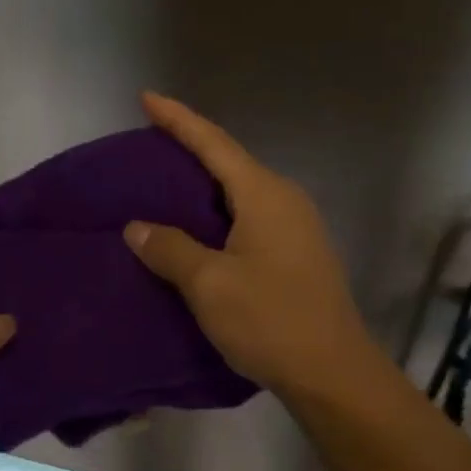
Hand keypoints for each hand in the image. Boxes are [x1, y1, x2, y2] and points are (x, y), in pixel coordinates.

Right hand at [125, 92, 378, 397]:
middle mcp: (285, 200)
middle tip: (148, 148)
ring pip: (241, 193)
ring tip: (165, 189)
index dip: (178, 120)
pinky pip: (250, 218)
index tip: (146, 98)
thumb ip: (171, 249)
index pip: (214, 143)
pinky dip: (219, 215)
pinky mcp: (298, 254)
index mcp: (264, 195)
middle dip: (190, 151)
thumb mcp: (210, 284)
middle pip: (230, 163)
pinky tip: (198, 231)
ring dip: (205, 187)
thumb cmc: (270, 320)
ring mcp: (297, 227)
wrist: (332, 372)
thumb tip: (138, 227)